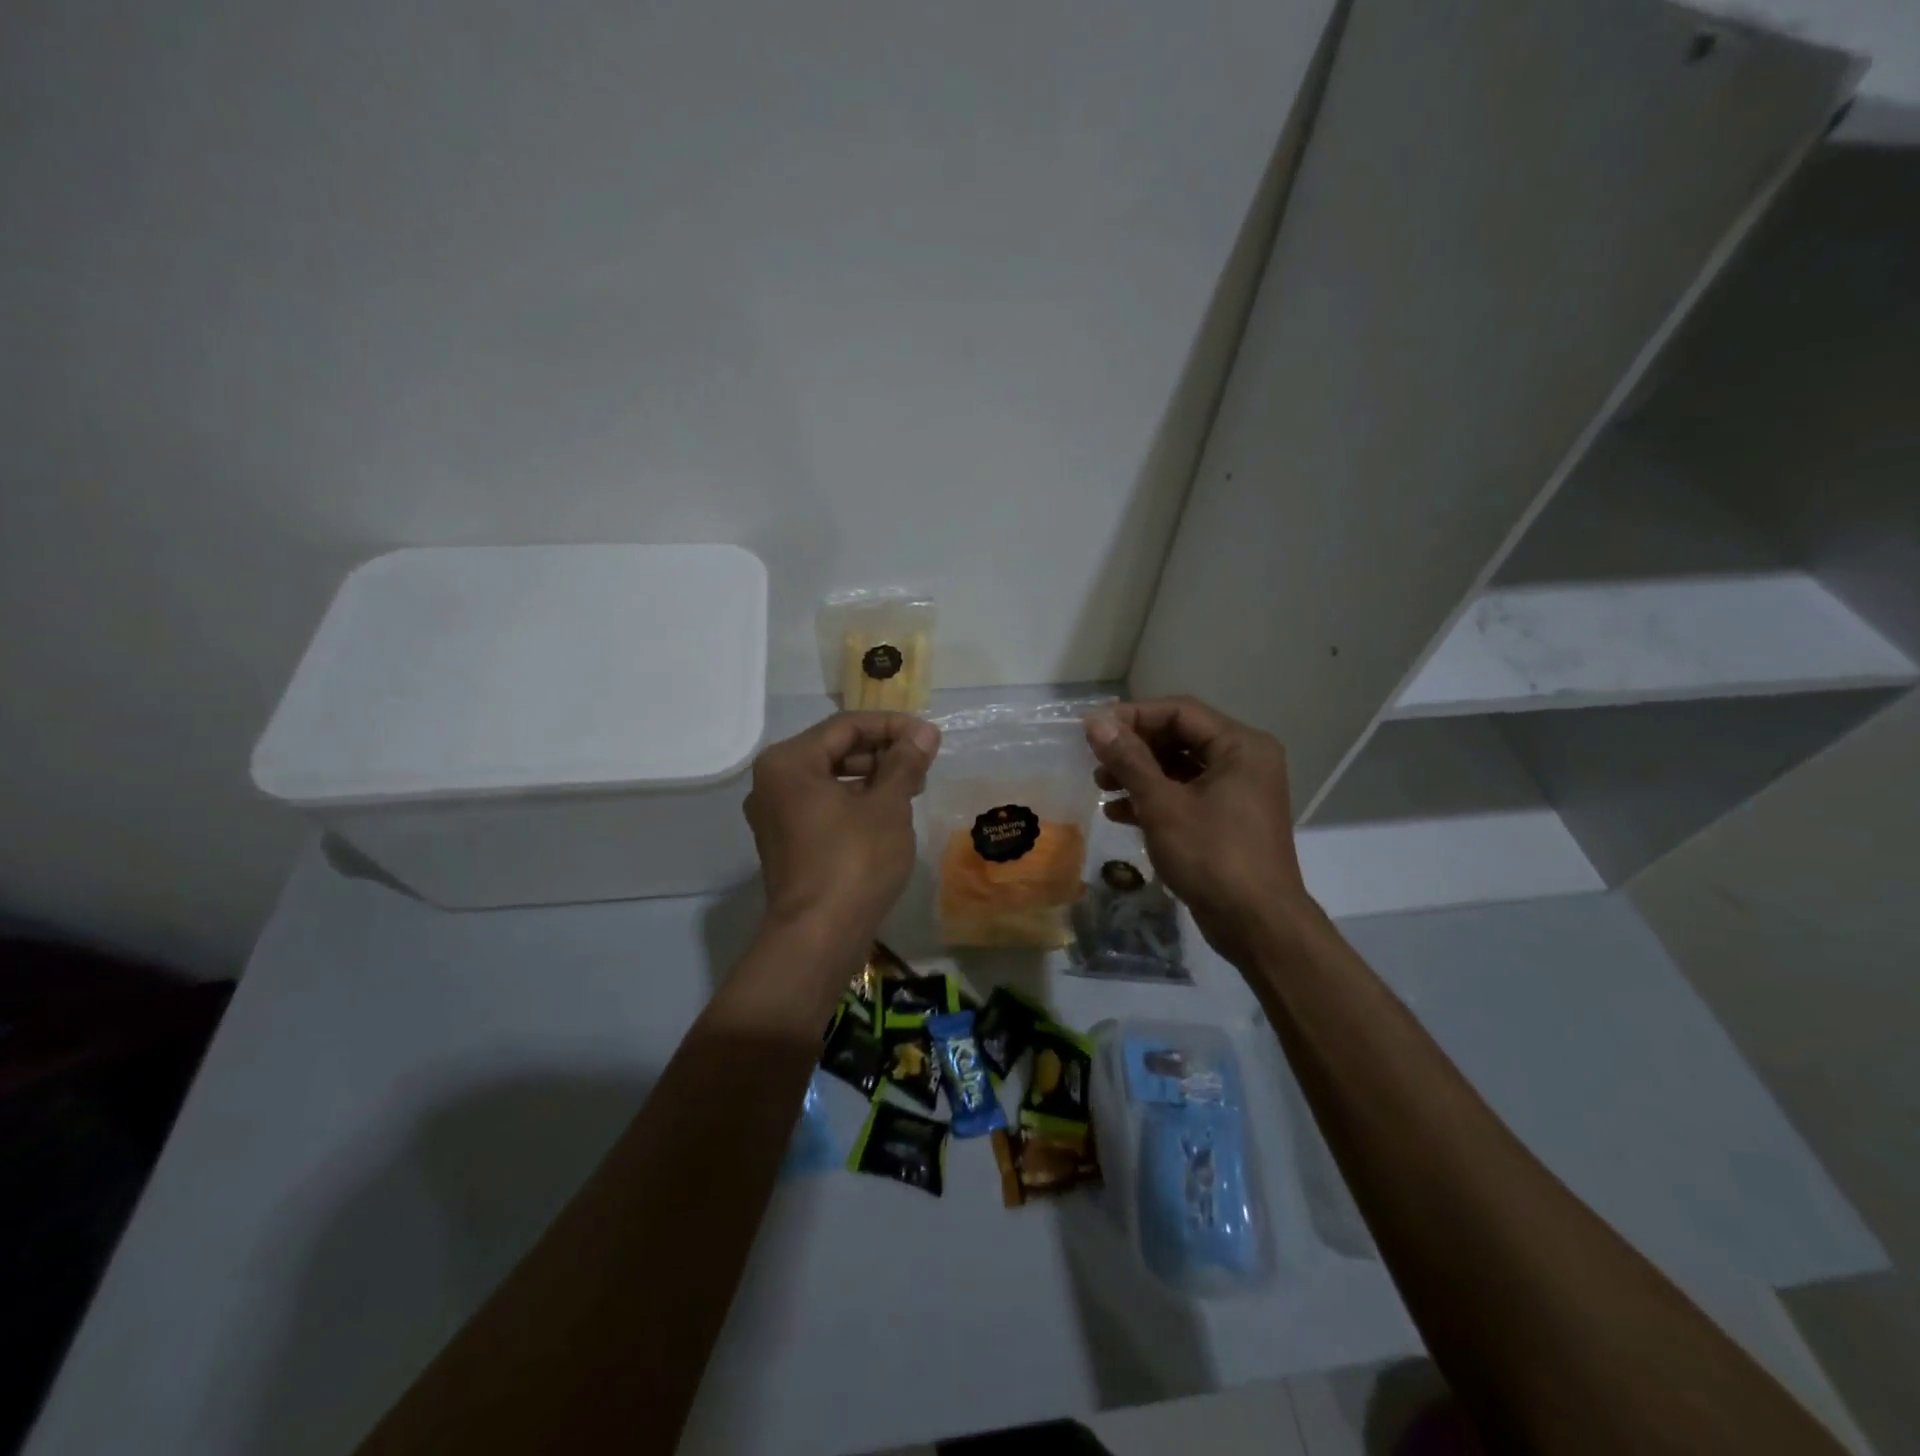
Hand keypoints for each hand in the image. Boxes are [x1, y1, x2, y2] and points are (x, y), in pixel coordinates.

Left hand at [744, 711, 939, 947]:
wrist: (819, 937)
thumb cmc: (854, 861)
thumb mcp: (887, 806)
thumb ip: (905, 762)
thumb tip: (924, 732)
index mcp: (789, 762)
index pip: (846, 726)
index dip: (892, 726)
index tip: (929, 737)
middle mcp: (773, 782)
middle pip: (835, 750)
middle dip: (882, 752)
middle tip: (923, 763)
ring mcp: (776, 815)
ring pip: (830, 779)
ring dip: (872, 778)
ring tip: (913, 787)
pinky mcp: (787, 843)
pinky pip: (823, 806)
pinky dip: (855, 802)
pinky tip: (888, 813)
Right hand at [1085, 698, 1320, 965]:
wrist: (1257, 925)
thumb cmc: (1212, 856)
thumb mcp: (1162, 804)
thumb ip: (1128, 759)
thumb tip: (1095, 721)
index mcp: (1240, 746)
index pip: (1179, 712)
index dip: (1133, 717)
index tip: (1093, 731)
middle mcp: (1244, 761)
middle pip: (1179, 738)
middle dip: (1134, 749)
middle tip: (1096, 762)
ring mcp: (1238, 793)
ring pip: (1179, 768)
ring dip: (1139, 775)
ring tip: (1101, 787)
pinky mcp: (1228, 820)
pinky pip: (1186, 795)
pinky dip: (1154, 800)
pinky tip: (1119, 813)